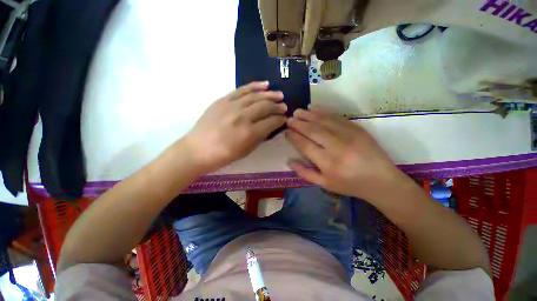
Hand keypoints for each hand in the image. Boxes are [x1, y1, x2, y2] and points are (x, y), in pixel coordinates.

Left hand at [184, 81, 286, 172]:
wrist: (197, 149)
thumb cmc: (223, 155)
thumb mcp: (246, 151)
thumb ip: (260, 137)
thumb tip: (271, 126)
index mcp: (249, 133)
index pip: (271, 122)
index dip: (280, 119)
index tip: (285, 119)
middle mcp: (242, 117)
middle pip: (265, 107)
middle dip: (278, 106)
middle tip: (284, 107)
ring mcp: (231, 106)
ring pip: (255, 96)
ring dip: (270, 95)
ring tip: (279, 95)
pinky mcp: (222, 100)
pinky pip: (241, 90)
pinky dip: (254, 86)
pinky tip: (265, 84)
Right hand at [285, 109, 408, 200]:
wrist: (381, 180)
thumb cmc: (350, 184)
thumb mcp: (325, 184)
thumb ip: (305, 173)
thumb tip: (289, 161)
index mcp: (327, 163)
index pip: (305, 145)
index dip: (294, 137)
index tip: (286, 131)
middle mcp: (336, 147)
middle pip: (313, 131)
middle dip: (298, 123)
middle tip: (289, 119)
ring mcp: (348, 135)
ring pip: (323, 121)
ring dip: (308, 115)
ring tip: (298, 111)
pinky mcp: (357, 128)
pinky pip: (337, 117)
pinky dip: (324, 112)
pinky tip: (314, 109)